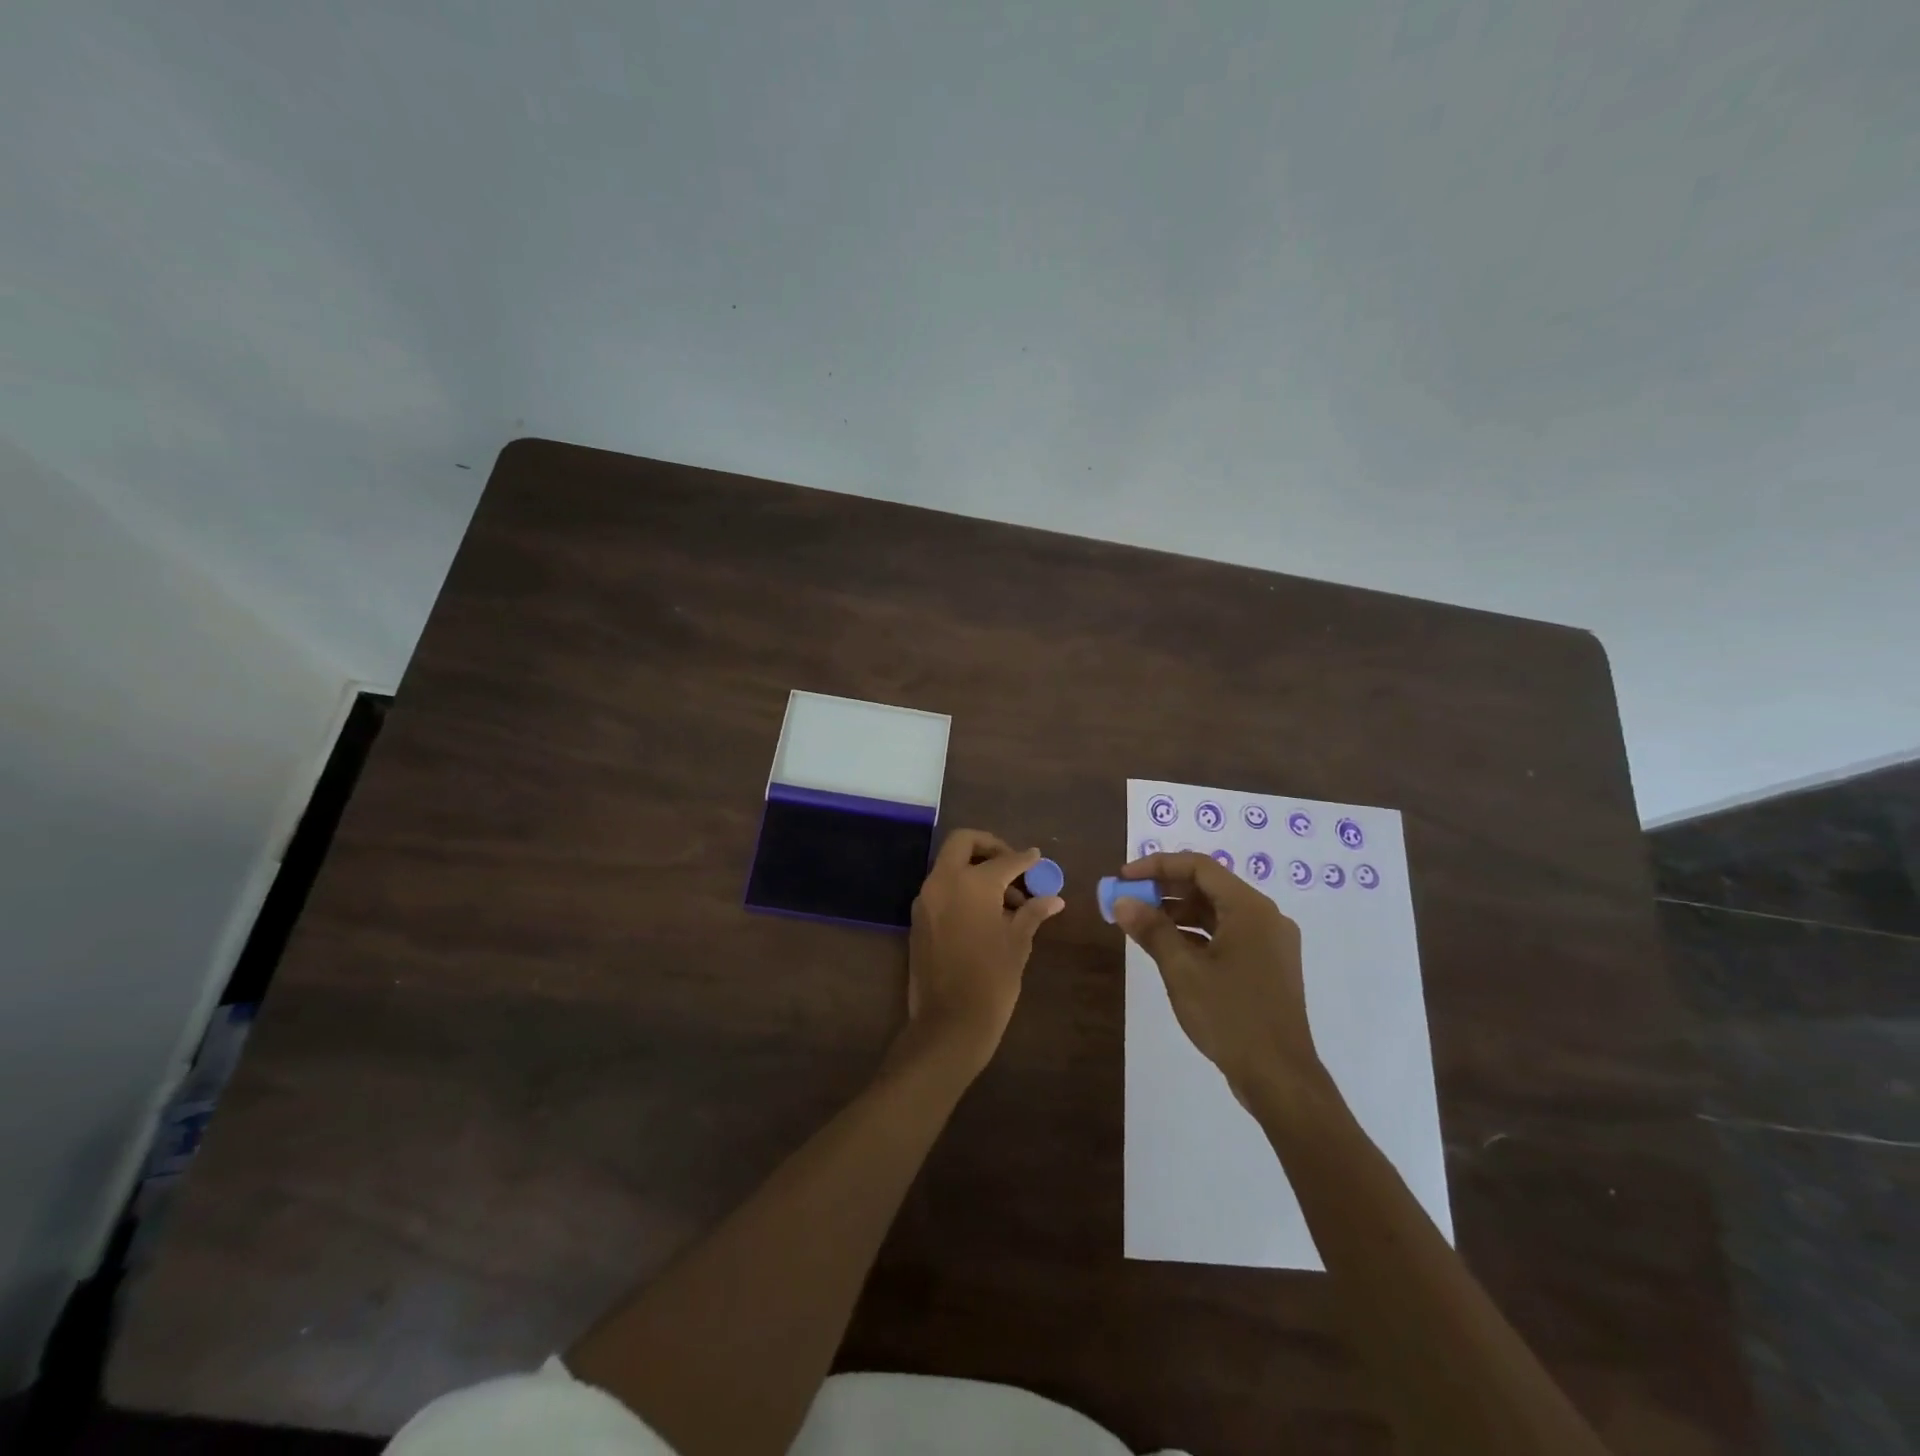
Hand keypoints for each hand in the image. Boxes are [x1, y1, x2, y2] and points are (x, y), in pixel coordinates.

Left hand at [902, 829, 1063, 1075]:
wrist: (949, 1022)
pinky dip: (962, 887)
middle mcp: (944, 882)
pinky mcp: (918, 918)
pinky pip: (942, 887)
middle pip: (963, 842)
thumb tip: (1053, 898)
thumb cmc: (992, 980)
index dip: (1025, 859)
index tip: (1037, 858)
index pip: (1004, 860)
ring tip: (1007, 899)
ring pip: (949, 864)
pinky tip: (985, 912)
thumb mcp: (1018, 943)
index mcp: (972, 883)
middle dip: (989, 846)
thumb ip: (1032, 912)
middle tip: (1012, 864)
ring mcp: (926, 899)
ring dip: (975, 868)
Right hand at [1112, 851, 1321, 1100]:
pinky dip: (1197, 935)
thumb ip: (1152, 930)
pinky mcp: (1268, 966)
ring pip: (1218, 913)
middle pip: (1209, 887)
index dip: (1158, 866)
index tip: (1124, 878)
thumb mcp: (1182, 971)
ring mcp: (1270, 943)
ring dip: (1178, 914)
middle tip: (1128, 900)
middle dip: (1165, 890)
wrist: (1280, 1078)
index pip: (1199, 867)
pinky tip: (1169, 949)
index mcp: (1250, 909)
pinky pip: (1228, 935)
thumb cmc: (1230, 1016)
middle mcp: (1265, 917)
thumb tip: (1122, 901)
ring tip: (1141, 925)